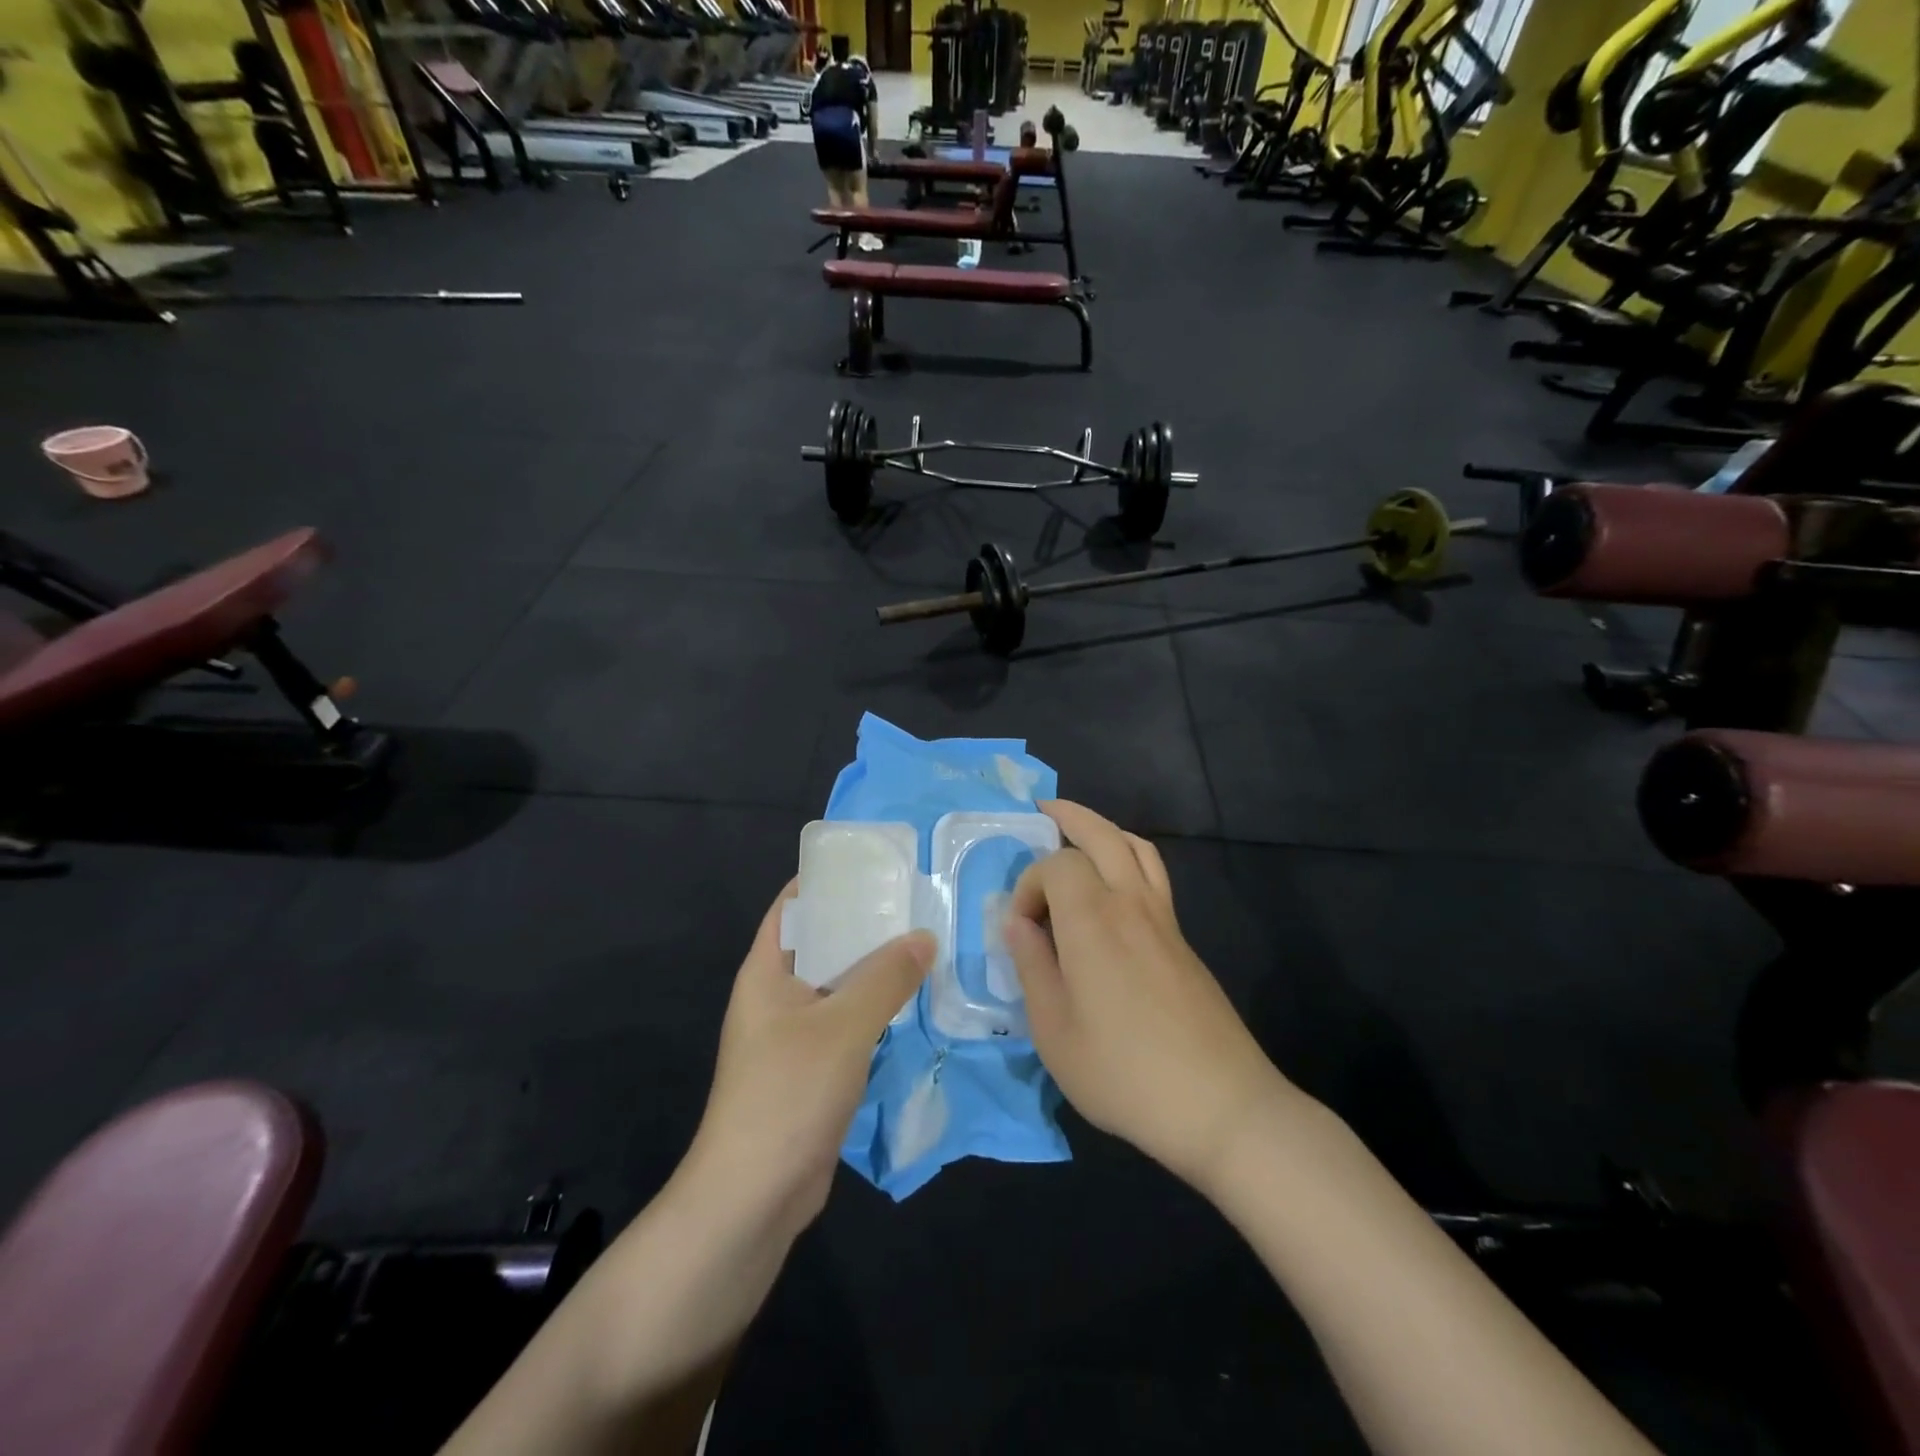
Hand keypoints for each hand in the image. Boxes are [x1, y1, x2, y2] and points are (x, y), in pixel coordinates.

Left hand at [684, 882, 934, 1239]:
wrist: (753, 1197)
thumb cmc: (788, 1092)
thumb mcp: (843, 1025)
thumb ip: (886, 977)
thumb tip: (924, 936)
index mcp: (766, 971)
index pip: (793, 905)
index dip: (828, 880)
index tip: (876, 864)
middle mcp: (776, 995)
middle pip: (822, 943)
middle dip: (865, 924)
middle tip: (917, 904)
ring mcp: (793, 1035)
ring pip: (839, 986)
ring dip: (876, 969)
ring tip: (925, 944)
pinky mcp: (812, 1069)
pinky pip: (847, 1023)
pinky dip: (877, 1009)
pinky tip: (914, 1002)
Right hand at [1004, 801, 1293, 1193]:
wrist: (1221, 1105)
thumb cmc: (1124, 1072)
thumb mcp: (1054, 1031)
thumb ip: (1031, 966)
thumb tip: (1016, 923)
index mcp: (1092, 920)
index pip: (1055, 865)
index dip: (1029, 885)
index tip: (1021, 929)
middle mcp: (1130, 903)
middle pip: (1102, 834)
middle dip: (1069, 817)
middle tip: (1043, 812)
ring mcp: (1164, 919)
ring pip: (1136, 847)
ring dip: (1104, 830)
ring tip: (1079, 834)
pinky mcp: (1182, 940)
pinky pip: (1153, 874)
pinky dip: (1128, 857)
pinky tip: (1113, 885)